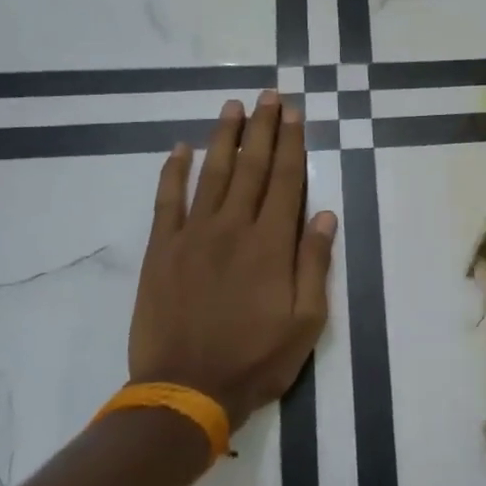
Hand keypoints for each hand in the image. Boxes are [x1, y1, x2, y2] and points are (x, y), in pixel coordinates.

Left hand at [129, 92, 337, 430]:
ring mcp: (192, 236)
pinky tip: (180, 149)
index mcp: (271, 244)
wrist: (186, 390)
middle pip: (252, 167)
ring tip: (233, 107)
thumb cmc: (256, 359)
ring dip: (224, 138)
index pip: (286, 181)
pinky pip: (167, 201)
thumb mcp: (306, 321)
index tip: (295, 113)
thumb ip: (314, 264)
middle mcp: (233, 228)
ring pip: (212, 174)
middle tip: (269, 95)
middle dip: (263, 128)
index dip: (293, 144)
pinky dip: (173, 172)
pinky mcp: (161, 251)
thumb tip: (324, 215)